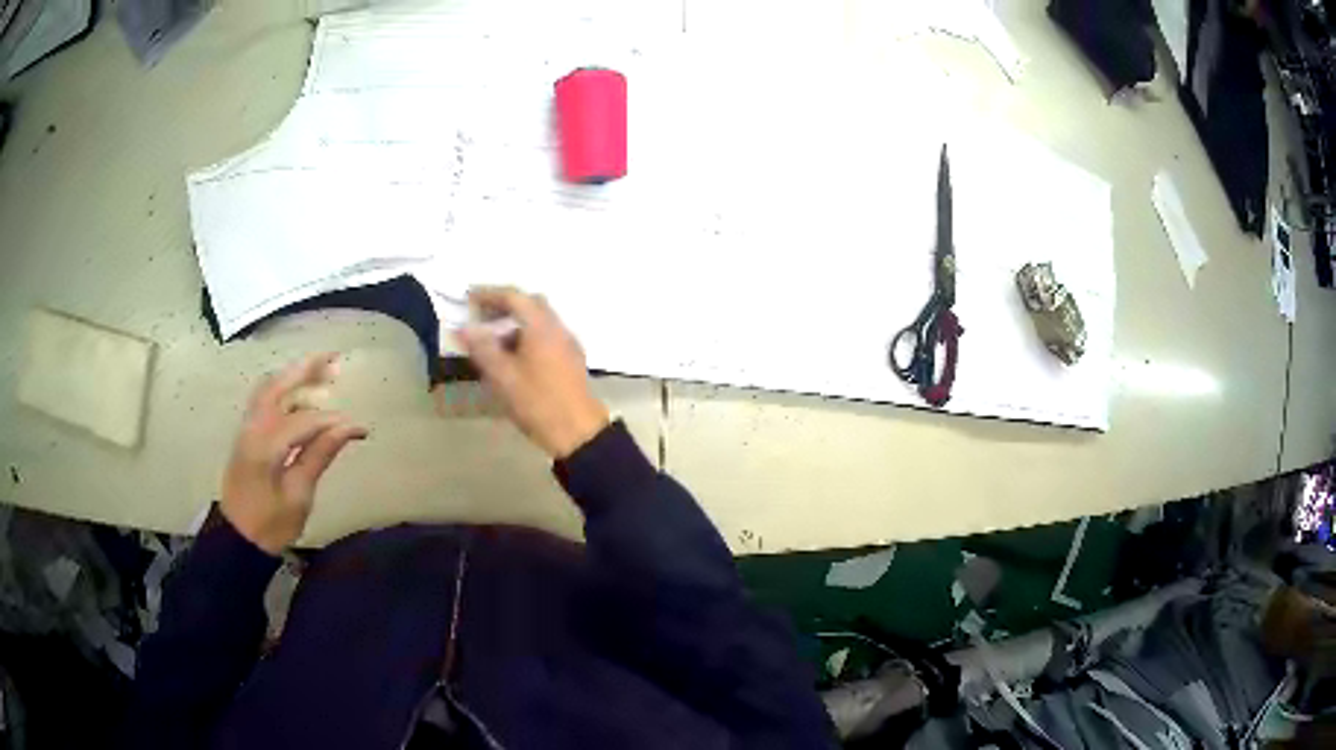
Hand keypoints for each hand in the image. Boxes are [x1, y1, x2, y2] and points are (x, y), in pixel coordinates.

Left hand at [221, 353, 367, 554]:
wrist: (237, 539)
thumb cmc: (270, 524)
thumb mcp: (298, 495)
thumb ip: (319, 455)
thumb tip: (347, 428)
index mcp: (265, 445)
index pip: (305, 420)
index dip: (335, 422)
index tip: (361, 430)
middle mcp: (253, 427)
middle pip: (278, 385)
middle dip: (306, 370)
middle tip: (334, 361)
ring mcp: (247, 428)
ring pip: (269, 388)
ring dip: (293, 376)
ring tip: (321, 373)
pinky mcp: (247, 434)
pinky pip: (264, 400)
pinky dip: (283, 390)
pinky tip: (300, 396)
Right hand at [457, 287, 609, 458]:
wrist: (579, 432)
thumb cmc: (538, 402)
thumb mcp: (503, 377)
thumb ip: (482, 348)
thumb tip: (464, 328)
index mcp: (541, 326)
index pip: (514, 296)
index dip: (489, 293)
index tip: (469, 297)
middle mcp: (557, 327)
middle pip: (530, 304)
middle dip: (504, 304)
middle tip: (481, 315)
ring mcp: (568, 343)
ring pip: (539, 320)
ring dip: (515, 322)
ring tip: (492, 339)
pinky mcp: (571, 359)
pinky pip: (546, 335)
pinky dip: (526, 335)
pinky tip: (513, 356)